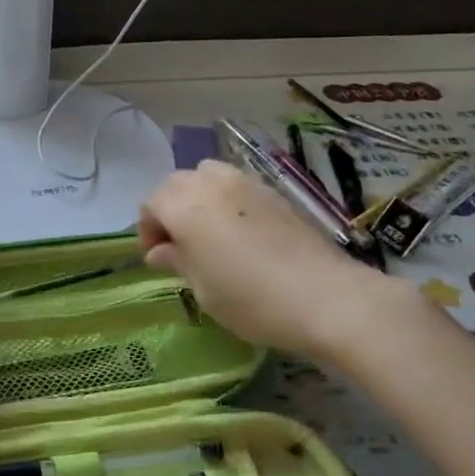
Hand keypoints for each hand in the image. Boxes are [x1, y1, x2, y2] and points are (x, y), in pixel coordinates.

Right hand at [139, 161, 401, 355]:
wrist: (326, 297)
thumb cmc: (252, 300)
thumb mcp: (203, 290)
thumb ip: (177, 262)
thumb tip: (159, 251)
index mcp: (185, 206)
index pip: (152, 202)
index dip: (148, 228)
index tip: (157, 258)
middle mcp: (212, 184)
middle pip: (177, 182)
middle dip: (170, 208)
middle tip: (178, 244)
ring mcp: (247, 183)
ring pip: (208, 175)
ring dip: (198, 196)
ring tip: (208, 232)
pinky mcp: (274, 192)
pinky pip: (237, 184)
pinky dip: (226, 199)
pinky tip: (240, 232)